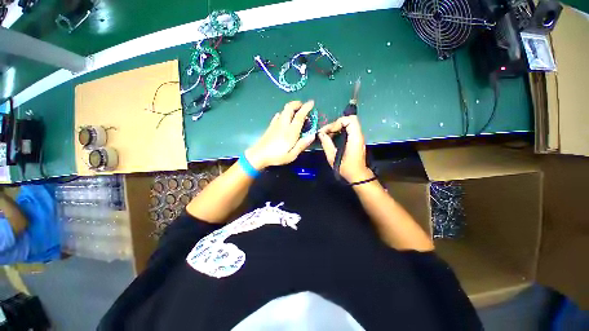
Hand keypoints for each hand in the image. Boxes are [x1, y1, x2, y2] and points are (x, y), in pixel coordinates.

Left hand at [245, 100, 315, 169]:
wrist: (258, 155)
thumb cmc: (277, 156)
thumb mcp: (292, 155)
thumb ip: (302, 144)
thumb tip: (313, 135)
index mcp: (291, 131)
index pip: (299, 115)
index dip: (306, 107)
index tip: (312, 102)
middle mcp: (283, 124)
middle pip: (289, 107)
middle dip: (297, 104)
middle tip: (303, 106)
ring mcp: (276, 124)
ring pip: (284, 110)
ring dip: (291, 107)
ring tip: (297, 112)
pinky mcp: (271, 126)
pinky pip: (278, 115)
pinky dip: (284, 113)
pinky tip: (285, 118)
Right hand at [318, 115, 373, 182]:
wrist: (357, 176)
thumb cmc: (346, 168)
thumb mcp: (333, 157)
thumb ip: (327, 144)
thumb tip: (320, 134)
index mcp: (355, 138)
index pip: (349, 120)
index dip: (337, 123)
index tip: (328, 132)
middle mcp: (358, 135)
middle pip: (349, 120)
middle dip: (335, 124)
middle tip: (326, 132)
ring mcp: (358, 137)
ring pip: (348, 124)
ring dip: (336, 127)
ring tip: (327, 135)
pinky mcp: (356, 140)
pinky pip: (348, 130)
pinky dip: (339, 131)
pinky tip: (332, 138)